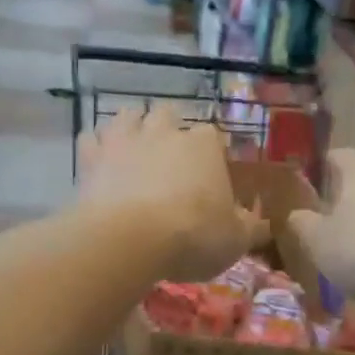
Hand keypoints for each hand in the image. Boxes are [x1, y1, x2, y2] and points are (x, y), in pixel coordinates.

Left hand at [76, 106, 265, 280]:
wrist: (131, 240)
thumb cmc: (194, 235)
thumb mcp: (236, 240)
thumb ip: (251, 227)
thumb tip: (263, 223)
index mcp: (204, 145)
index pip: (212, 135)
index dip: (211, 151)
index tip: (211, 172)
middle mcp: (165, 132)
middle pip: (168, 114)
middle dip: (170, 128)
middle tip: (170, 156)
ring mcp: (125, 139)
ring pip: (128, 115)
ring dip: (133, 127)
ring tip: (135, 147)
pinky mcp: (92, 157)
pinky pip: (90, 139)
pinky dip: (96, 146)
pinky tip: (100, 161)